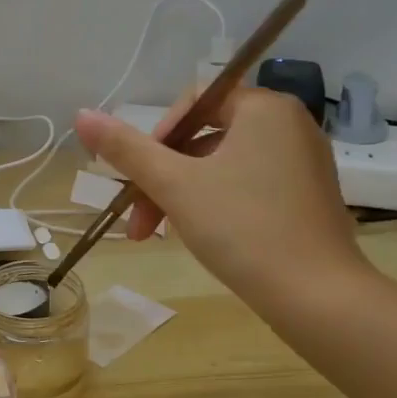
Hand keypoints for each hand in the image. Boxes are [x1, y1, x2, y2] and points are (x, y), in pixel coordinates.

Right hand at [74, 89, 371, 311]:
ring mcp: (302, 163)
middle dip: (163, 177)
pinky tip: (199, 237)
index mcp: (265, 108)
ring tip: (160, 236)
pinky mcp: (306, 197)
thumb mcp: (174, 185)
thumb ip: (126, 149)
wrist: (316, 296)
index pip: (195, 101)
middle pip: (205, 137)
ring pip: (222, 166)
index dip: (158, 136)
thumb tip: (81, 114)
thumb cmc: (242, 227)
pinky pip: (248, 185)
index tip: (140, 175)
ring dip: (182, 195)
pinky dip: (216, 204)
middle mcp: (290, 125)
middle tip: (140, 222)